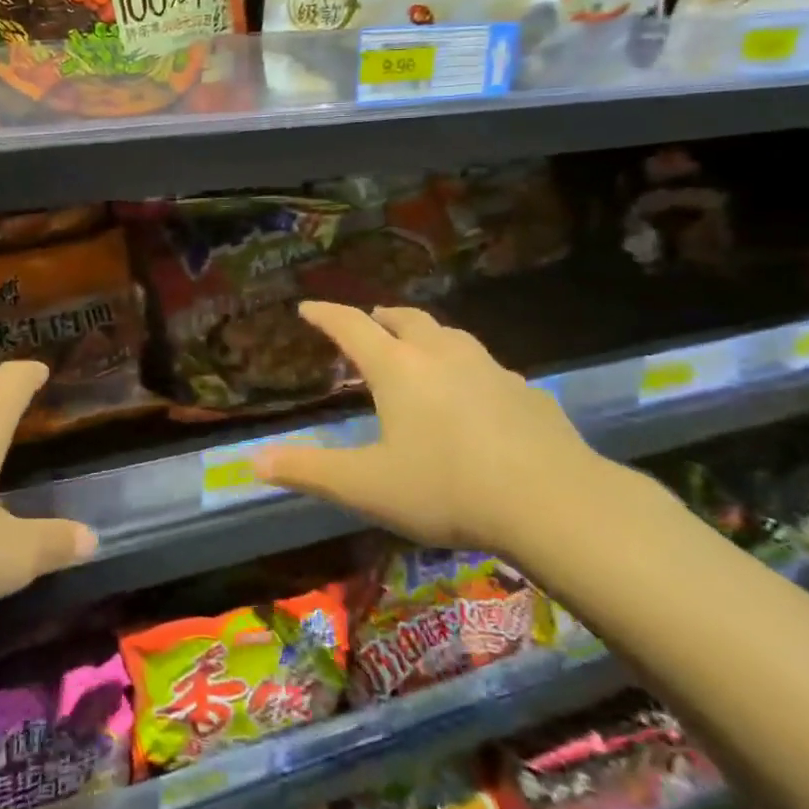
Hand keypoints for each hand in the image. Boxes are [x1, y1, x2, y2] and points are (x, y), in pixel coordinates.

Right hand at [254, 302, 657, 566]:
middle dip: (380, 316)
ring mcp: (489, 368)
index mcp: (399, 368)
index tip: (307, 306)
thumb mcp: (367, 487)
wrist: (554, 502)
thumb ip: (309, 472)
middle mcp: (442, 355)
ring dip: (425, 333)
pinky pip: (485, 366)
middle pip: (405, 319)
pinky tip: (474, 392)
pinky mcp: (526, 390)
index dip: (325, 315)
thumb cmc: (446, 489)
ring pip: (450, 334)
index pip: (352, 326)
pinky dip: (465, 366)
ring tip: (417, 345)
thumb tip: (254, 462)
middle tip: (368, 320)